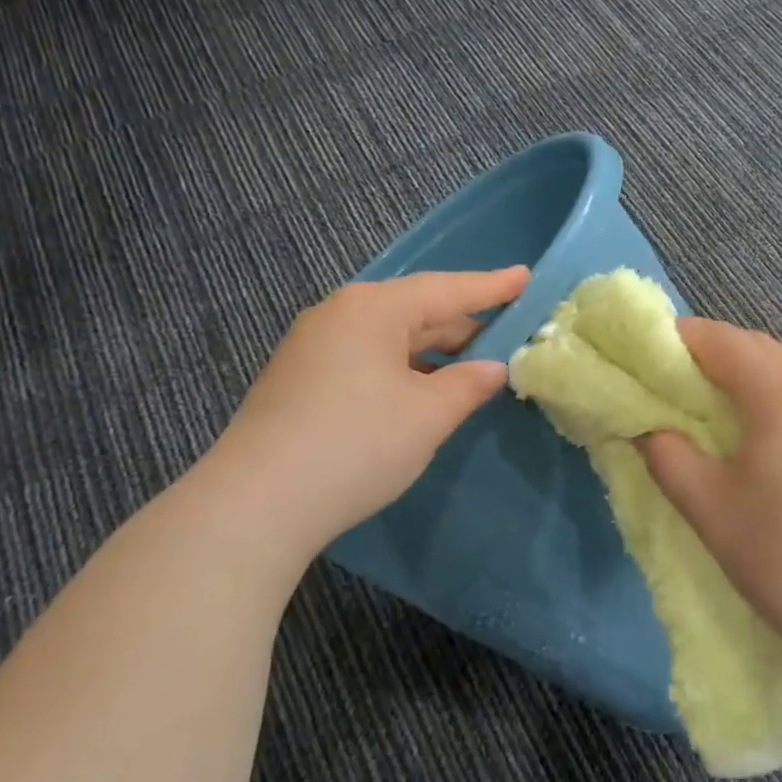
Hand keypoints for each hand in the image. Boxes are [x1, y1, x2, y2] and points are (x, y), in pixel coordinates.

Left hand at [203, 267, 529, 562]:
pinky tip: (421, 391)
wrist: (255, 504)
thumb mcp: (428, 415)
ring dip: (432, 352)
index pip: (446, 290)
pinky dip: (402, 369)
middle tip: (507, 333)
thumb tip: (492, 369)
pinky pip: (367, 359)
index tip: (525, 277)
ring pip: (390, 338)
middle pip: (416, 311)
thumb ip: (467, 384)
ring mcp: (313, 346)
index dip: (491, 287)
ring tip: (472, 367)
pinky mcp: (300, 379)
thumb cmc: (357, 444)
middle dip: (462, 325)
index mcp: (373, 309)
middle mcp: (340, 314)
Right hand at [638, 318, 781, 653]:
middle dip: (725, 356)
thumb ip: (667, 456)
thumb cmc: (780, 556)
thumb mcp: (707, 507)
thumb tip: (650, 429)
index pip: (727, 343)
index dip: (687, 338)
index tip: (659, 349)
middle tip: (690, 379)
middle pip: (769, 355)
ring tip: (741, 418)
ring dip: (766, 386)